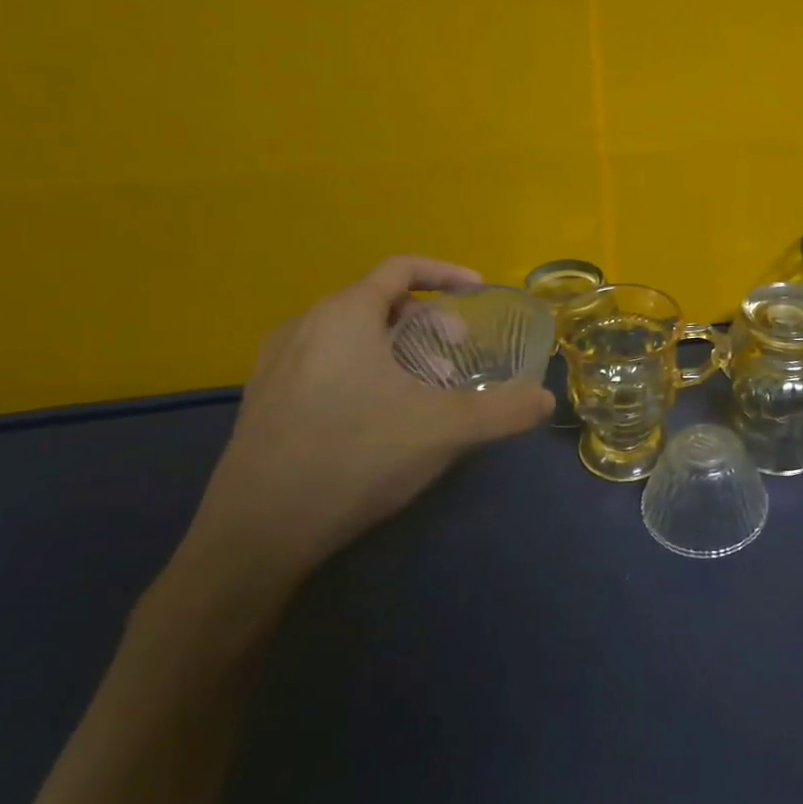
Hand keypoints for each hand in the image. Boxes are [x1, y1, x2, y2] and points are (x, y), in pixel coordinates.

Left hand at [174, 256, 552, 598]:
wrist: (256, 535)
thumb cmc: (355, 457)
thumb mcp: (445, 429)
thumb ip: (503, 410)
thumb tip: (546, 400)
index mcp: (343, 315)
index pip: (401, 268)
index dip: (446, 274)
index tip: (478, 293)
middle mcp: (304, 327)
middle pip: (377, 300)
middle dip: (426, 319)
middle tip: (456, 352)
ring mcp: (276, 365)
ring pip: (350, 334)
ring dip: (396, 346)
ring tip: (424, 386)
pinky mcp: (263, 401)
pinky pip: (325, 361)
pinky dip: (364, 367)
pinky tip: (380, 414)